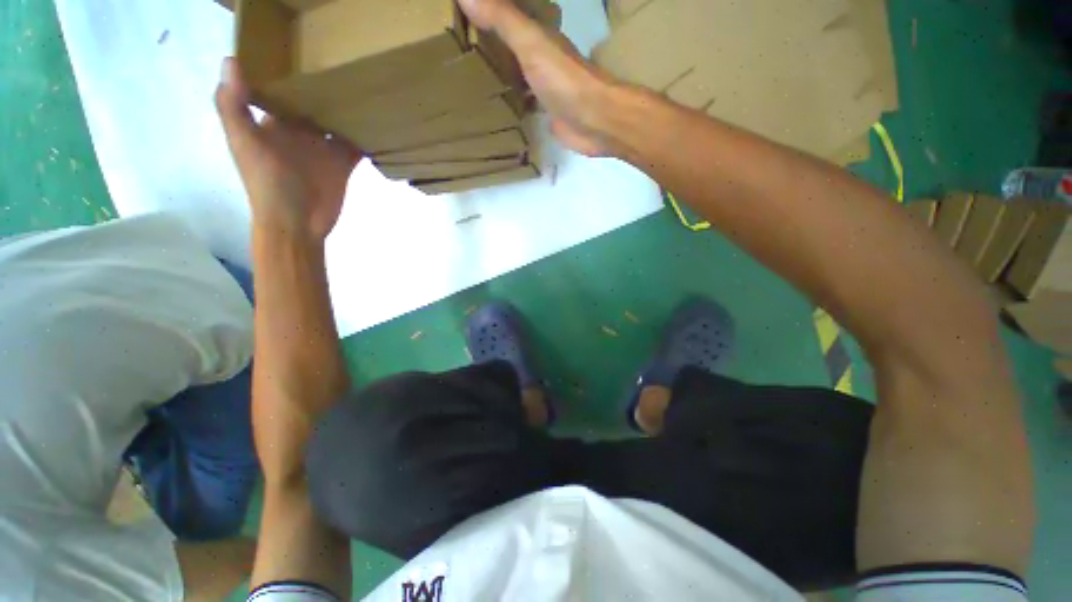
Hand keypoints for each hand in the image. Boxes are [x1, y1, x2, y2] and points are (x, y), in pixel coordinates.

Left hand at [215, 58, 361, 240]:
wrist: (297, 223)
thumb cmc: (268, 184)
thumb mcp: (245, 143)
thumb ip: (235, 106)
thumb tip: (231, 59)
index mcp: (273, 122)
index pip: (281, 89)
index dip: (288, 69)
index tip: (303, 46)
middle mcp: (299, 131)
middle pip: (313, 102)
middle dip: (325, 84)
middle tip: (345, 59)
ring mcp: (323, 148)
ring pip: (337, 121)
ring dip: (349, 108)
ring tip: (366, 85)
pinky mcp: (343, 163)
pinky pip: (356, 144)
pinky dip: (366, 135)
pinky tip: (378, 120)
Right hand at [459, 0, 618, 155]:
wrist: (593, 121)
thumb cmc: (564, 80)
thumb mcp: (531, 43)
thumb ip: (502, 18)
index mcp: (539, 36)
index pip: (509, 15)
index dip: (488, 12)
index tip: (461, 16)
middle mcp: (541, 57)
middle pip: (511, 45)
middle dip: (490, 44)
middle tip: (461, 48)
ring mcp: (544, 87)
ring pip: (517, 74)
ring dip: (499, 73)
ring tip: (469, 76)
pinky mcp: (545, 113)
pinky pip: (522, 102)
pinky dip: (509, 101)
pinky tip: (494, 107)